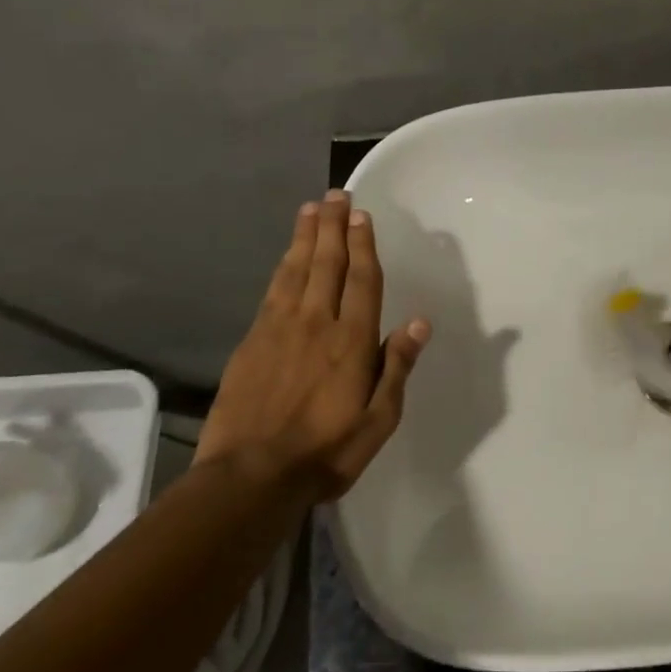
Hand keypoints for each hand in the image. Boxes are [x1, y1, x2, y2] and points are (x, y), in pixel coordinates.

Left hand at [197, 190, 430, 498]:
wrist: (250, 476)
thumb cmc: (326, 452)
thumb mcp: (379, 420)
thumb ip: (397, 368)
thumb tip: (420, 323)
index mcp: (352, 341)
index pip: (362, 280)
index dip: (363, 245)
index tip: (362, 215)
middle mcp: (317, 323)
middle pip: (328, 264)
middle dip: (334, 227)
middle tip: (336, 195)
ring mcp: (280, 328)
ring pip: (297, 270)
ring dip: (306, 236)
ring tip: (311, 208)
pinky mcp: (253, 340)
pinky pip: (273, 290)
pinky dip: (283, 265)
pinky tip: (287, 254)